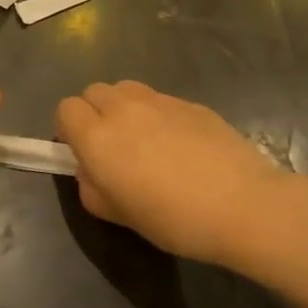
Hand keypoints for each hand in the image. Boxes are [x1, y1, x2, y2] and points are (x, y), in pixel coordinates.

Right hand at [56, 81, 296, 266]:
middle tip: (111, 146)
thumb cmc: (174, 219)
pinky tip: (179, 144)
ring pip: (125, 89)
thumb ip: (92, 188)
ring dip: (123, 107)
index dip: (68, 128)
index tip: (82, 151)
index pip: (65, 109)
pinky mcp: (190, 102)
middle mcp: (123, 109)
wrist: (243, 204)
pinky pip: (159, 99)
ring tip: (142, 138)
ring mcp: (159, 101)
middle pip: (93, 91)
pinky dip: (157, 114)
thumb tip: (91, 170)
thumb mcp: (119, 215)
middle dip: (94, 113)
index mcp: (97, 137)